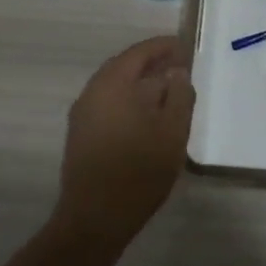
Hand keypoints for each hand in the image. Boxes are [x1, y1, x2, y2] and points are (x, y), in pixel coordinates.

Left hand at [53, 36, 194, 247]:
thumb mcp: (172, 132)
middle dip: (152, 63)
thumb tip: (177, 73)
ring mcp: (82, 114)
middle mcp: (92, 92)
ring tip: (168, 90)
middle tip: (179, 65)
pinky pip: (108, 103)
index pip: (139, 52)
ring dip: (140, 83)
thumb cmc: (138, 172)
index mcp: (112, 84)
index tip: (185, 46)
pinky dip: (129, 99)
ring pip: (115, 86)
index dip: (163, 46)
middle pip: (124, 66)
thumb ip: (179, 96)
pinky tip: (148, 115)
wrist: (95, 219)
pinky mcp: (81, 134)